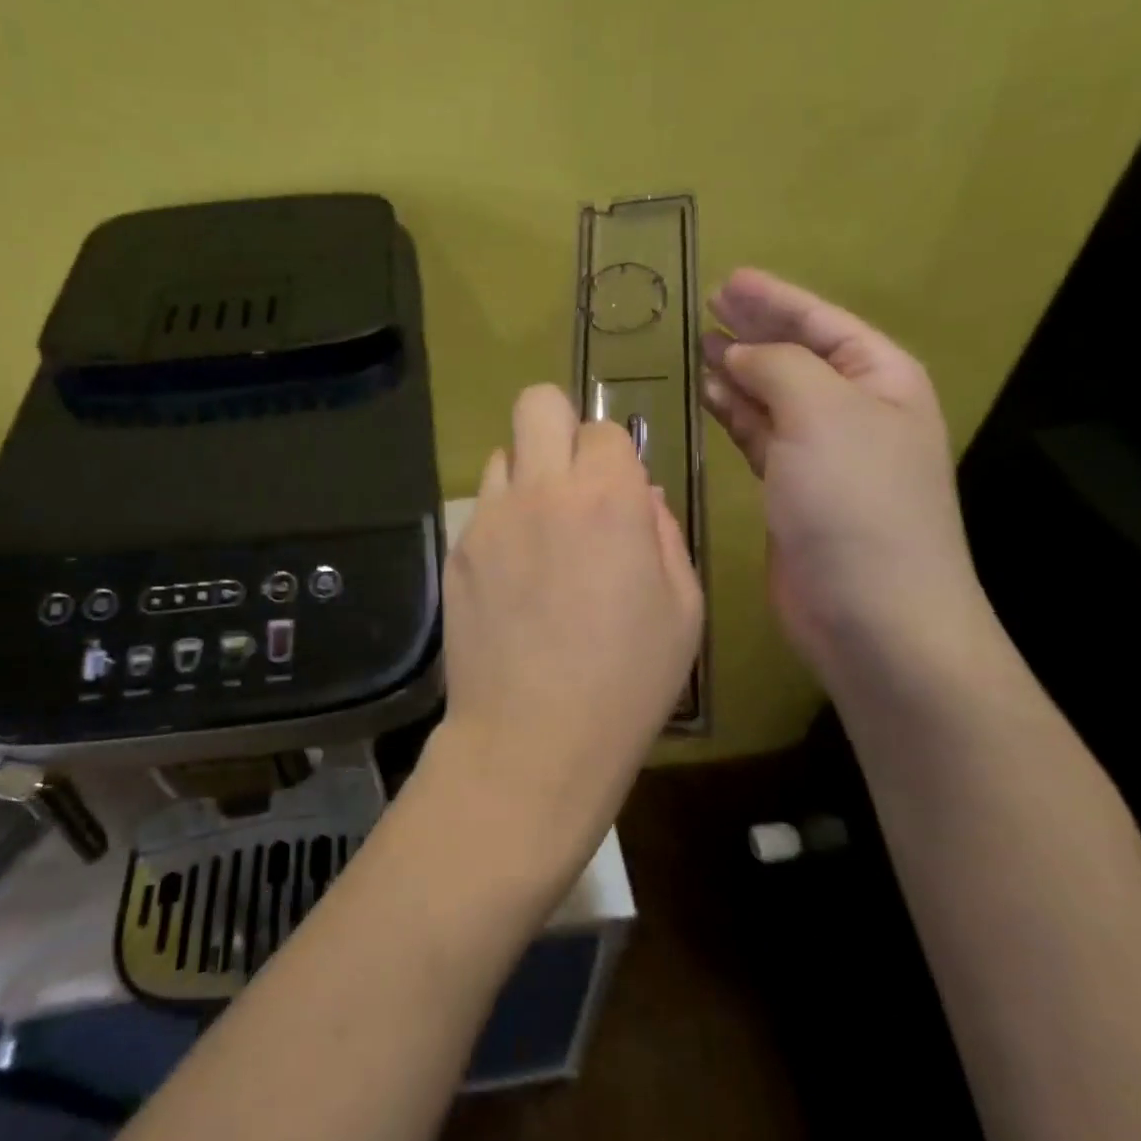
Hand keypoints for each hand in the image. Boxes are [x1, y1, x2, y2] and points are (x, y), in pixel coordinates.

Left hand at [422, 385, 703, 897]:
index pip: (604, 429)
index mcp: (608, 500)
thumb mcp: (682, 610)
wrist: (532, 738)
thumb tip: (640, 497)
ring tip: (541, 533)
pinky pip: (482, 506)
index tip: (618, 491)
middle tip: (573, 477)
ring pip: (502, 454)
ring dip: (527, 475)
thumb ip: (664, 535)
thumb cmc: (626, 682)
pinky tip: (513, 574)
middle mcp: (542, 491)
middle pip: (537, 403)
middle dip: (559, 424)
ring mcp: (490, 517)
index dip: (615, 455)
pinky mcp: (458, 548)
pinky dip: (502, 519)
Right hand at [699, 269, 992, 691]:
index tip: (728, 279)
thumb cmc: (856, 501)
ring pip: (772, 395)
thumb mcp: (822, 412)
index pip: (822, 322)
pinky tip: (707, 397)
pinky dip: (733, 413)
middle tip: (705, 307)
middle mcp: (855, 410)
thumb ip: (776, 367)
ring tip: (696, 348)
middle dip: (753, 329)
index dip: (775, 298)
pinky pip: (758, 434)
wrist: (872, 613)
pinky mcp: (792, 489)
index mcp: (880, 379)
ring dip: (737, 371)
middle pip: (796, 354)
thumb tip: (736, 354)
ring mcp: (823, 452)